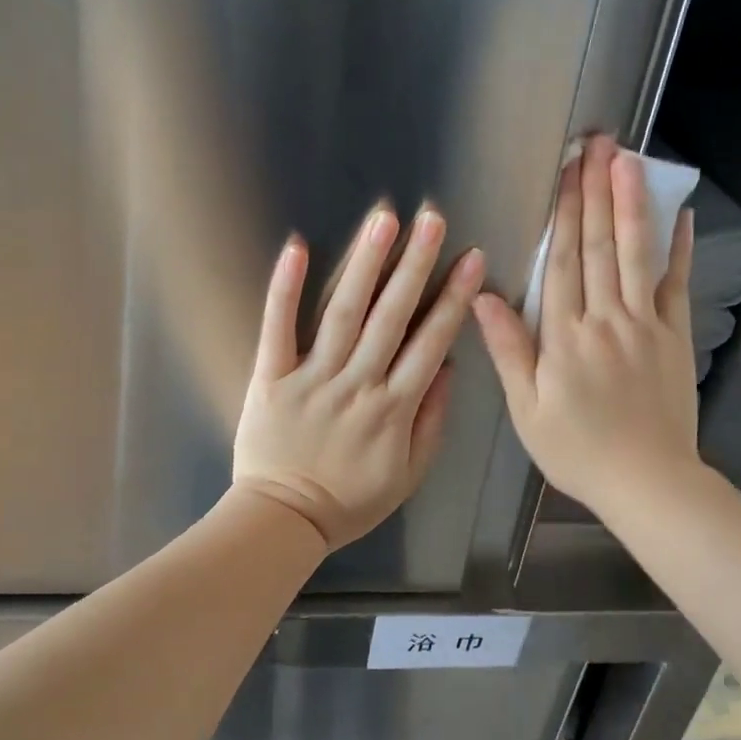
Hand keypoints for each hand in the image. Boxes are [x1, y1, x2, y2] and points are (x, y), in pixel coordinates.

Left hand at [233, 204, 485, 549]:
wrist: (282, 520)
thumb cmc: (351, 501)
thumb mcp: (409, 475)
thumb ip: (432, 421)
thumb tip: (448, 367)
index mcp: (394, 408)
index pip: (431, 342)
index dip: (453, 298)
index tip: (471, 258)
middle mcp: (357, 384)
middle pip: (391, 317)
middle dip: (415, 265)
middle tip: (431, 219)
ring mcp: (311, 378)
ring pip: (343, 313)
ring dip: (364, 264)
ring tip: (382, 221)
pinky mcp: (269, 378)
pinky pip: (277, 329)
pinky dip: (286, 289)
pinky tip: (298, 248)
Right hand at [473, 137, 699, 517]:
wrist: (648, 481)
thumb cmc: (578, 450)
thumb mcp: (527, 409)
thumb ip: (508, 350)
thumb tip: (483, 297)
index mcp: (565, 337)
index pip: (561, 262)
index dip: (562, 212)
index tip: (563, 170)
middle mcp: (606, 319)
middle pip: (599, 246)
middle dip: (595, 191)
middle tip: (596, 143)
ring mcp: (646, 325)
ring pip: (636, 254)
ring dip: (631, 204)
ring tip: (629, 160)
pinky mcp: (675, 337)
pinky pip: (677, 285)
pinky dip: (679, 249)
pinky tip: (680, 215)